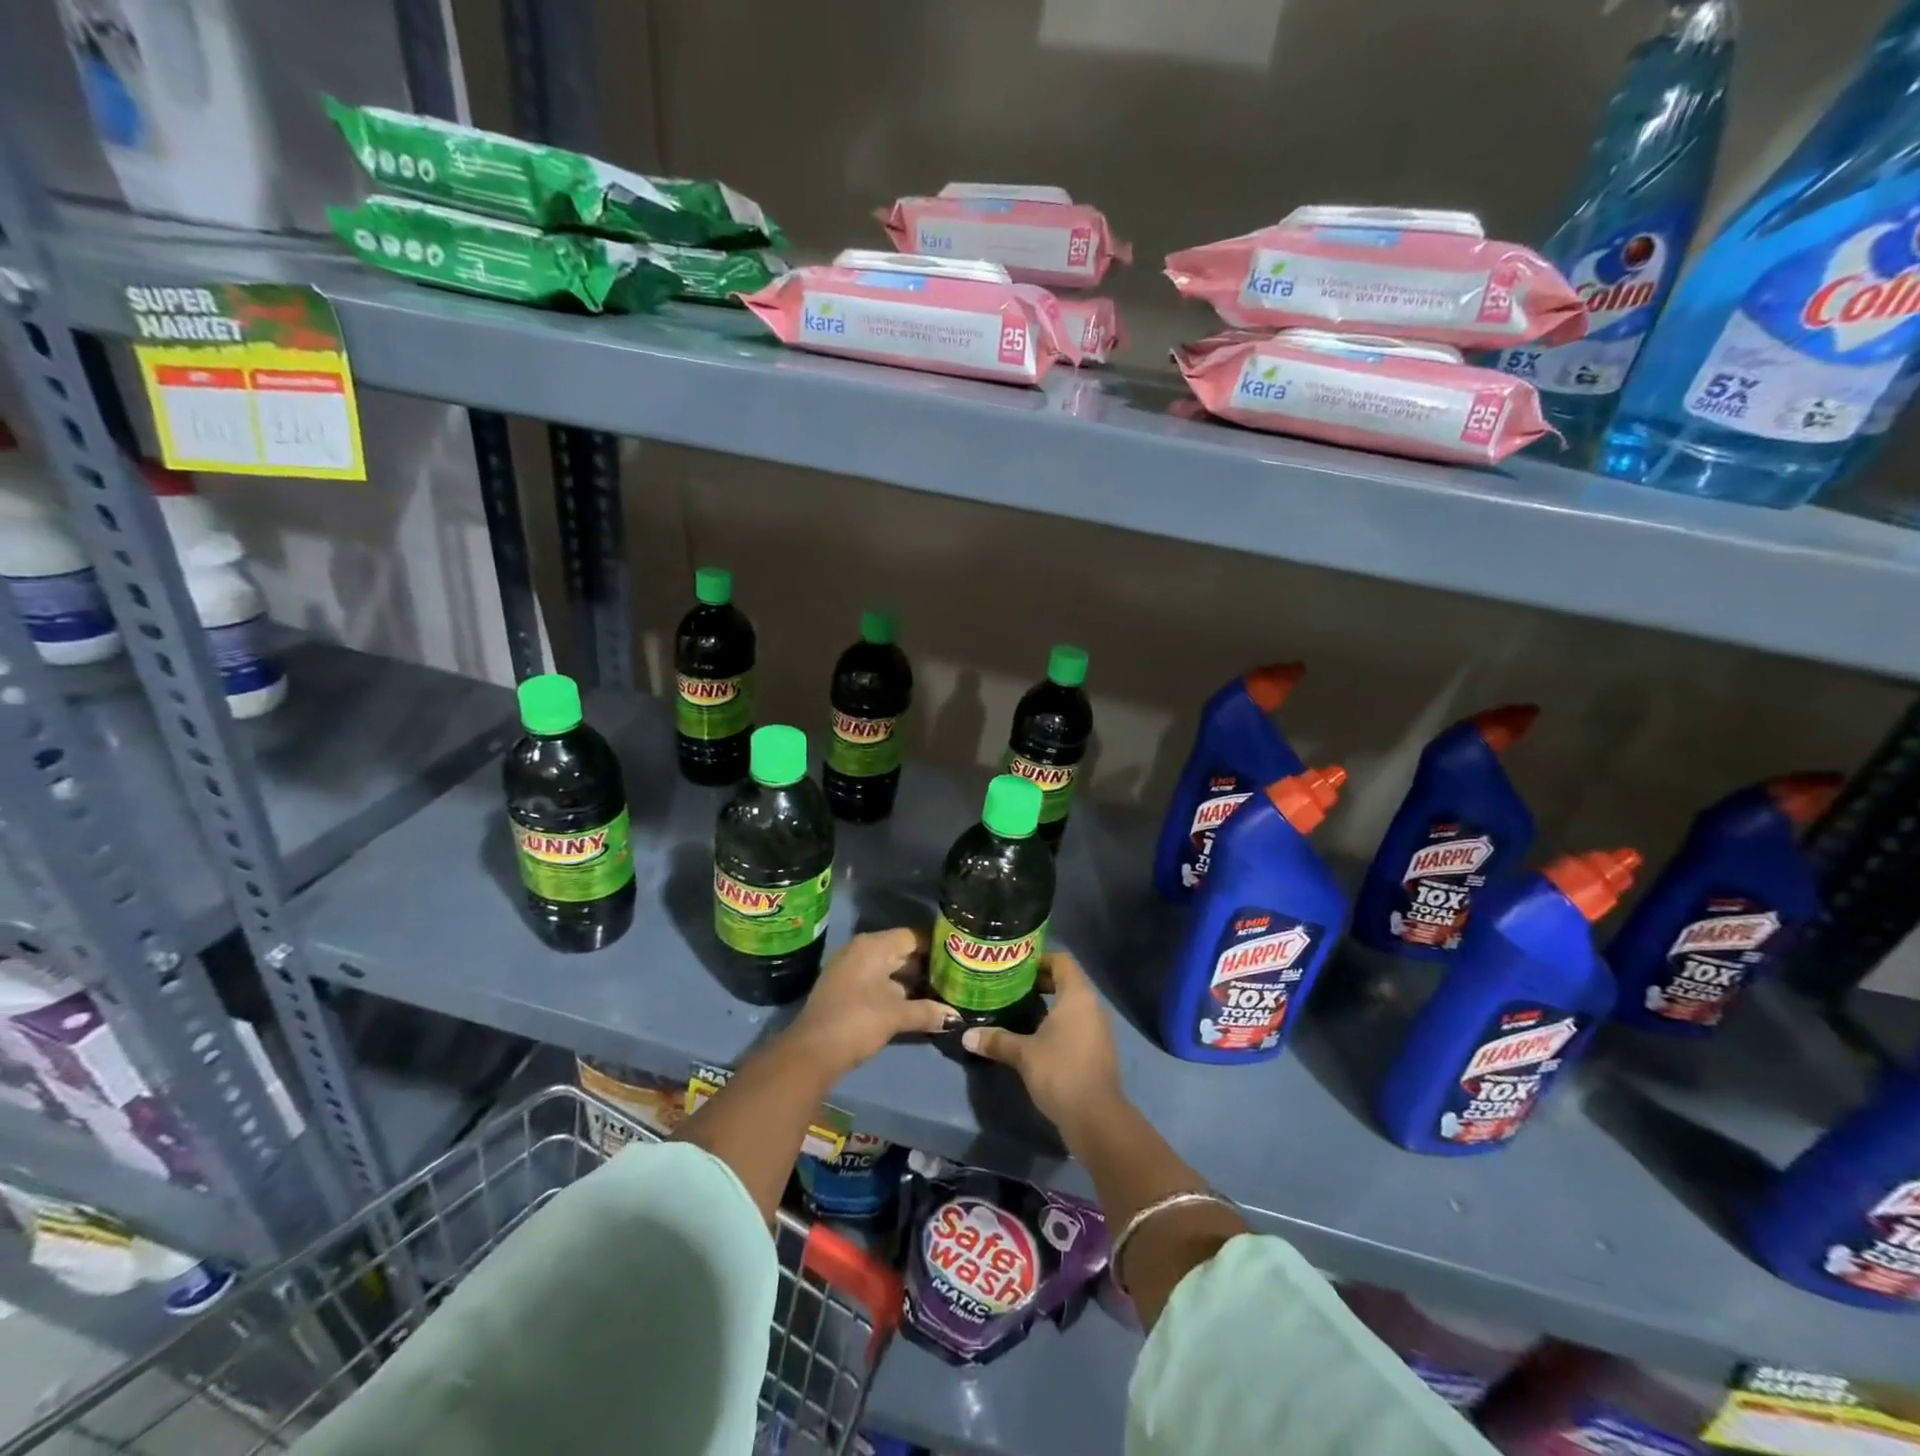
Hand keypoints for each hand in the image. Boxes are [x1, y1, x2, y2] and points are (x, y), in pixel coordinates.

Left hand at [788, 927, 954, 1075]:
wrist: (811, 1052)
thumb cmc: (857, 1021)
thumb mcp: (896, 1015)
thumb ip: (927, 1012)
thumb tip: (956, 1017)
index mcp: (873, 946)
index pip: (913, 936)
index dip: (937, 946)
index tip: (959, 957)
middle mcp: (861, 950)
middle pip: (902, 951)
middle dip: (927, 966)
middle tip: (955, 977)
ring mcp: (851, 969)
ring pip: (890, 968)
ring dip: (912, 981)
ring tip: (942, 992)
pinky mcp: (846, 989)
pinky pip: (878, 981)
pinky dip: (896, 990)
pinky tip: (916, 1004)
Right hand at [961, 953, 1122, 1131]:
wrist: (1096, 1117)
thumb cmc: (1060, 1071)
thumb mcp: (1023, 1054)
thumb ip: (997, 1040)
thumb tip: (967, 1035)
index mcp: (1077, 995)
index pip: (1061, 961)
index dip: (1039, 959)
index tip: (1015, 967)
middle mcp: (1091, 1006)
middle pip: (1066, 981)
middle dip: (1039, 982)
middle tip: (1010, 987)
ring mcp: (1098, 1028)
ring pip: (1071, 1004)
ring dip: (1048, 1004)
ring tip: (1018, 1010)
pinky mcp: (1097, 1049)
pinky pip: (1076, 1023)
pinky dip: (1058, 1023)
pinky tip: (1035, 1036)